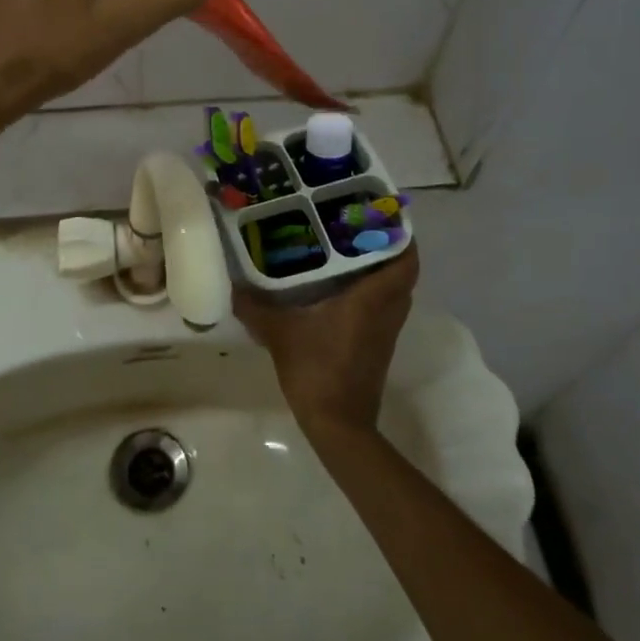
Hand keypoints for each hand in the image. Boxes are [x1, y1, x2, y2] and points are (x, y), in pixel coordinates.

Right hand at [234, 246, 420, 437]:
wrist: (339, 425)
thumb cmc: (316, 370)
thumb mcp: (279, 333)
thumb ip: (256, 306)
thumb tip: (234, 284)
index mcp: (372, 299)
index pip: (405, 260)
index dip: (401, 236)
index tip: (381, 216)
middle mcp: (386, 311)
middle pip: (403, 272)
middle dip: (387, 248)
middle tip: (357, 229)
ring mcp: (385, 332)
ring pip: (395, 291)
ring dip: (380, 271)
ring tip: (347, 252)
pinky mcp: (378, 347)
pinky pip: (383, 308)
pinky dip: (372, 293)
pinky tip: (339, 289)